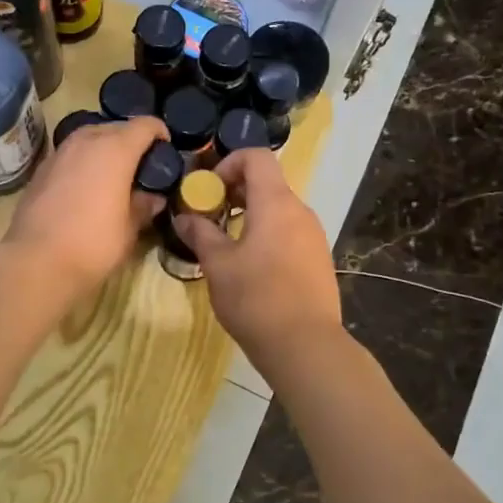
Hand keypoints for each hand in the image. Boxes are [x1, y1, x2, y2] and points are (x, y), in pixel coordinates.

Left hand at [6, 115, 169, 294]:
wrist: (36, 261)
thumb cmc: (93, 244)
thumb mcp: (129, 229)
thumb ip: (144, 206)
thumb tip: (153, 197)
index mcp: (115, 150)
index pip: (145, 125)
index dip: (159, 133)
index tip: (165, 150)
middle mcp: (86, 141)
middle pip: (115, 127)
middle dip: (131, 141)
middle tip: (141, 166)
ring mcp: (59, 152)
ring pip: (89, 138)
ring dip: (104, 149)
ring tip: (113, 175)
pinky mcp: (41, 169)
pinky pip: (70, 155)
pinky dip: (83, 162)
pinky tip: (85, 187)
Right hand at [174, 148, 342, 365]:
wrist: (305, 345)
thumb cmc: (256, 298)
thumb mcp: (218, 265)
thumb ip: (200, 234)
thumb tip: (184, 217)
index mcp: (276, 203)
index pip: (256, 157)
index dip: (228, 163)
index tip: (208, 190)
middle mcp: (300, 211)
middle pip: (267, 182)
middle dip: (234, 191)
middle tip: (209, 216)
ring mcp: (314, 235)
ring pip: (278, 209)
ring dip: (250, 215)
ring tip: (226, 244)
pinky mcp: (318, 258)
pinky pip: (289, 232)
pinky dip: (267, 234)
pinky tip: (251, 266)